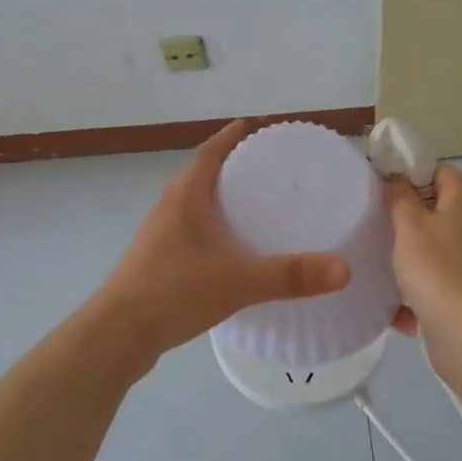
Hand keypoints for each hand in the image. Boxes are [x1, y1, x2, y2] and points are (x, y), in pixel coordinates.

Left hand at [96, 120, 351, 357]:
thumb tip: (343, 269)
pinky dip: (211, 227)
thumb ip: (290, 275)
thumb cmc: (176, 291)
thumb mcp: (240, 281)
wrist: (119, 333)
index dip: (233, 136)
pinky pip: (189, 229)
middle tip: (270, 170)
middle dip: (233, 166)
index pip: (212, 150)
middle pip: (202, 173)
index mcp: (186, 195)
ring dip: (220, 197)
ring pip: (194, 203)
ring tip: (255, 206)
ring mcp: (158, 233)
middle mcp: (169, 206)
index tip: (257, 127)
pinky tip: (230, 249)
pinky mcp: (155, 259)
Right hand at [384, 164, 461, 336]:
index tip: (380, 185)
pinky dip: (414, 294)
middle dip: (403, 217)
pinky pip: (434, 286)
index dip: (410, 172)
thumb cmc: (438, 269)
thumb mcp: (409, 225)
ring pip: (432, 251)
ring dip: (406, 258)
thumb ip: (399, 198)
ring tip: (373, 261)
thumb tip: (396, 180)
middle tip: (371, 222)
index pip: (439, 171)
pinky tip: (391, 306)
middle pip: (435, 211)